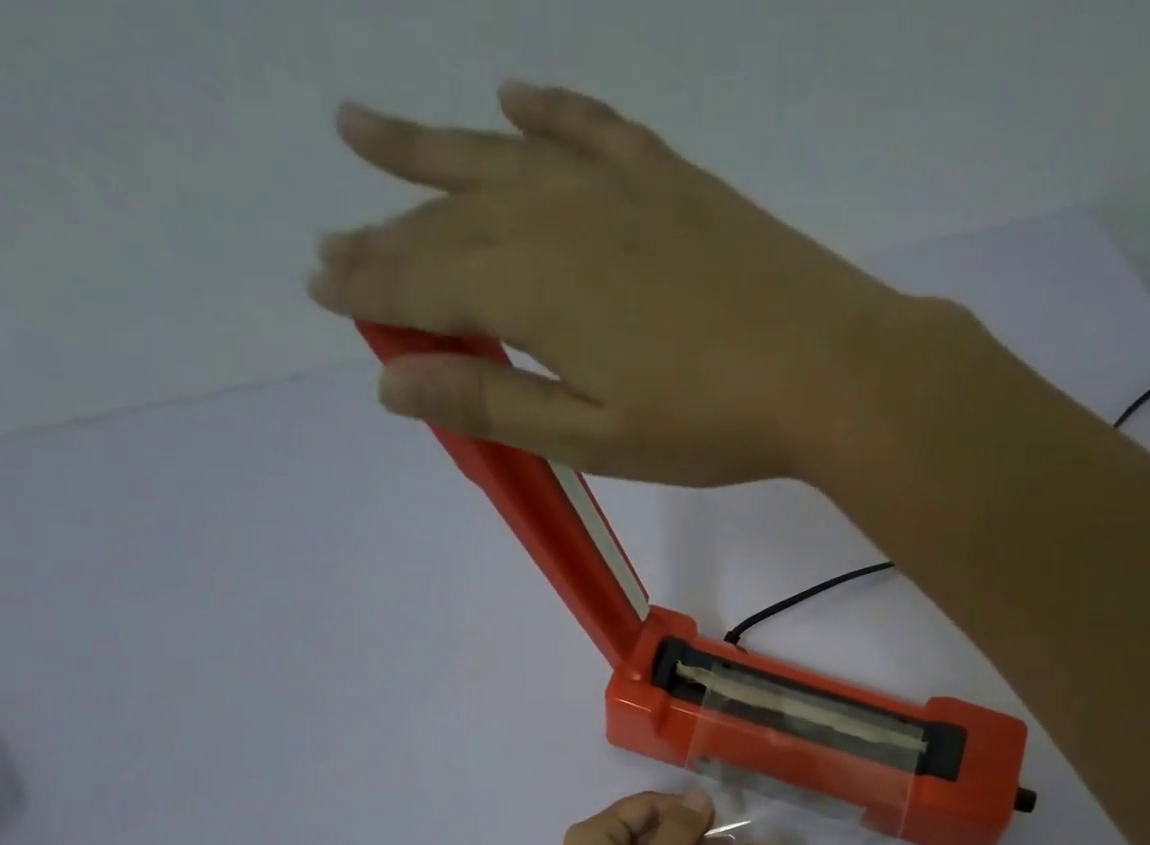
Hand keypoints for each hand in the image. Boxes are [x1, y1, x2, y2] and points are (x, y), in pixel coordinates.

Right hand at [308, 83, 933, 485]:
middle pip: (446, 221)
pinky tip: (513, 101)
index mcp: (529, 288)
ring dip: (428, 148)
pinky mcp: (670, 179)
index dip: (366, 286)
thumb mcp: (592, 437)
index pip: (419, 282)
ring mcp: (615, 185)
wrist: (828, 370)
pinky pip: (590, 128)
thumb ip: (492, 403)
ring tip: (362, 127)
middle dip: (384, 232)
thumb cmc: (708, 424)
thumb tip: (392, 385)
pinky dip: (546, 114)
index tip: (321, 284)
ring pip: (498, 160)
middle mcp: (554, 215)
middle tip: (334, 237)